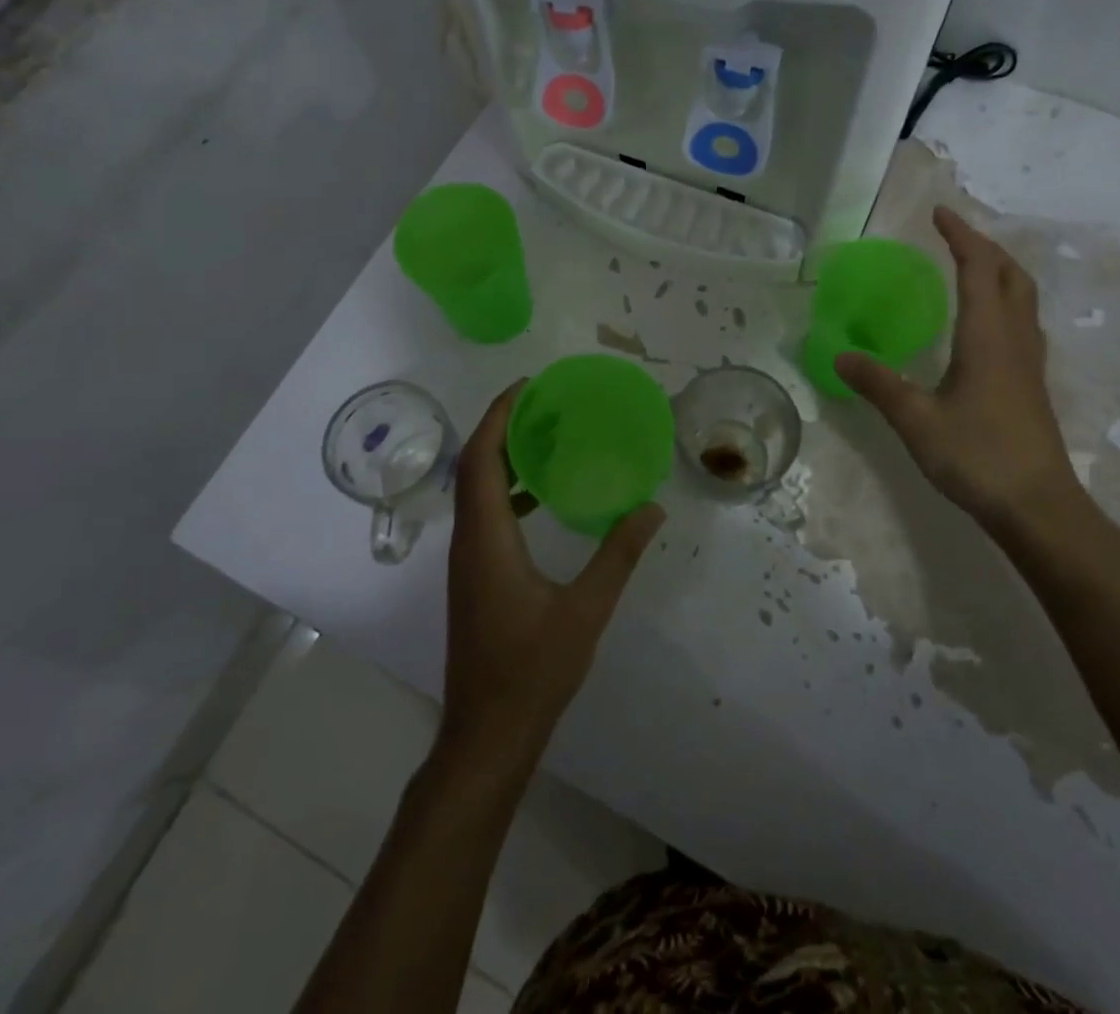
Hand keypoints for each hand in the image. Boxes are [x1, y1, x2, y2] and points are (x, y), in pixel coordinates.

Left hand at [439, 382, 665, 764]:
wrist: (487, 734)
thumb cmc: (532, 670)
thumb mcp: (586, 611)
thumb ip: (618, 555)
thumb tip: (653, 509)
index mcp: (486, 539)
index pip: (482, 459)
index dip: (499, 415)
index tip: (527, 385)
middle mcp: (468, 541)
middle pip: (475, 466)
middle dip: (502, 427)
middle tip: (544, 402)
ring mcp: (467, 561)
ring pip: (476, 491)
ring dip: (503, 458)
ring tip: (545, 437)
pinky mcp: (474, 577)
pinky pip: (484, 515)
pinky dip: (507, 492)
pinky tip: (541, 498)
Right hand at [836, 206, 1081, 533]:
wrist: (1038, 507)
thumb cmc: (977, 456)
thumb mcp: (916, 420)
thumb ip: (878, 384)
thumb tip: (840, 356)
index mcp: (988, 336)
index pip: (979, 269)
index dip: (961, 237)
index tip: (940, 214)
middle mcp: (1015, 340)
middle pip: (1012, 275)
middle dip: (985, 247)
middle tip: (954, 237)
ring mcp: (1029, 363)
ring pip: (1023, 299)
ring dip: (999, 272)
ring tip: (970, 267)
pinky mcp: (1030, 384)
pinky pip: (1021, 323)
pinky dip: (1003, 301)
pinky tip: (984, 324)